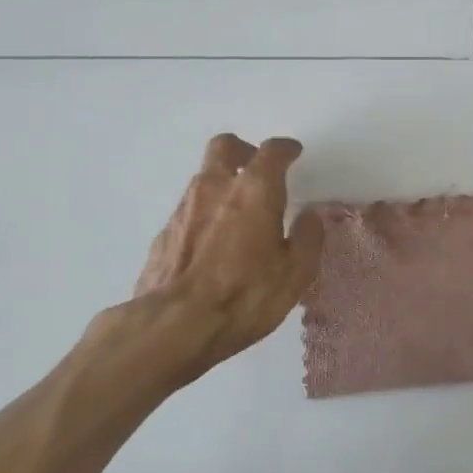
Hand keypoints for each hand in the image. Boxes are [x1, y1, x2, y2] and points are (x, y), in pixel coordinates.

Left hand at [85, 134, 323, 396]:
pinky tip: (214, 242)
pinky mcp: (163, 233)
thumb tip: (309, 216)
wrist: (173, 325)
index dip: (285, 149)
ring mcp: (184, 208)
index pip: (271, 152)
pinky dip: (205, 213)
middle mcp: (215, 187)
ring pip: (204, 177)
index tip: (293, 153)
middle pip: (224, 146)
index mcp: (255, 191)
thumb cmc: (245, 295)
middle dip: (243, 150)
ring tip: (238, 212)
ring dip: (222, 183)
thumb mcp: (295, 273)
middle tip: (257, 167)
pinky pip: (190, 209)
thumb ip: (307, 238)